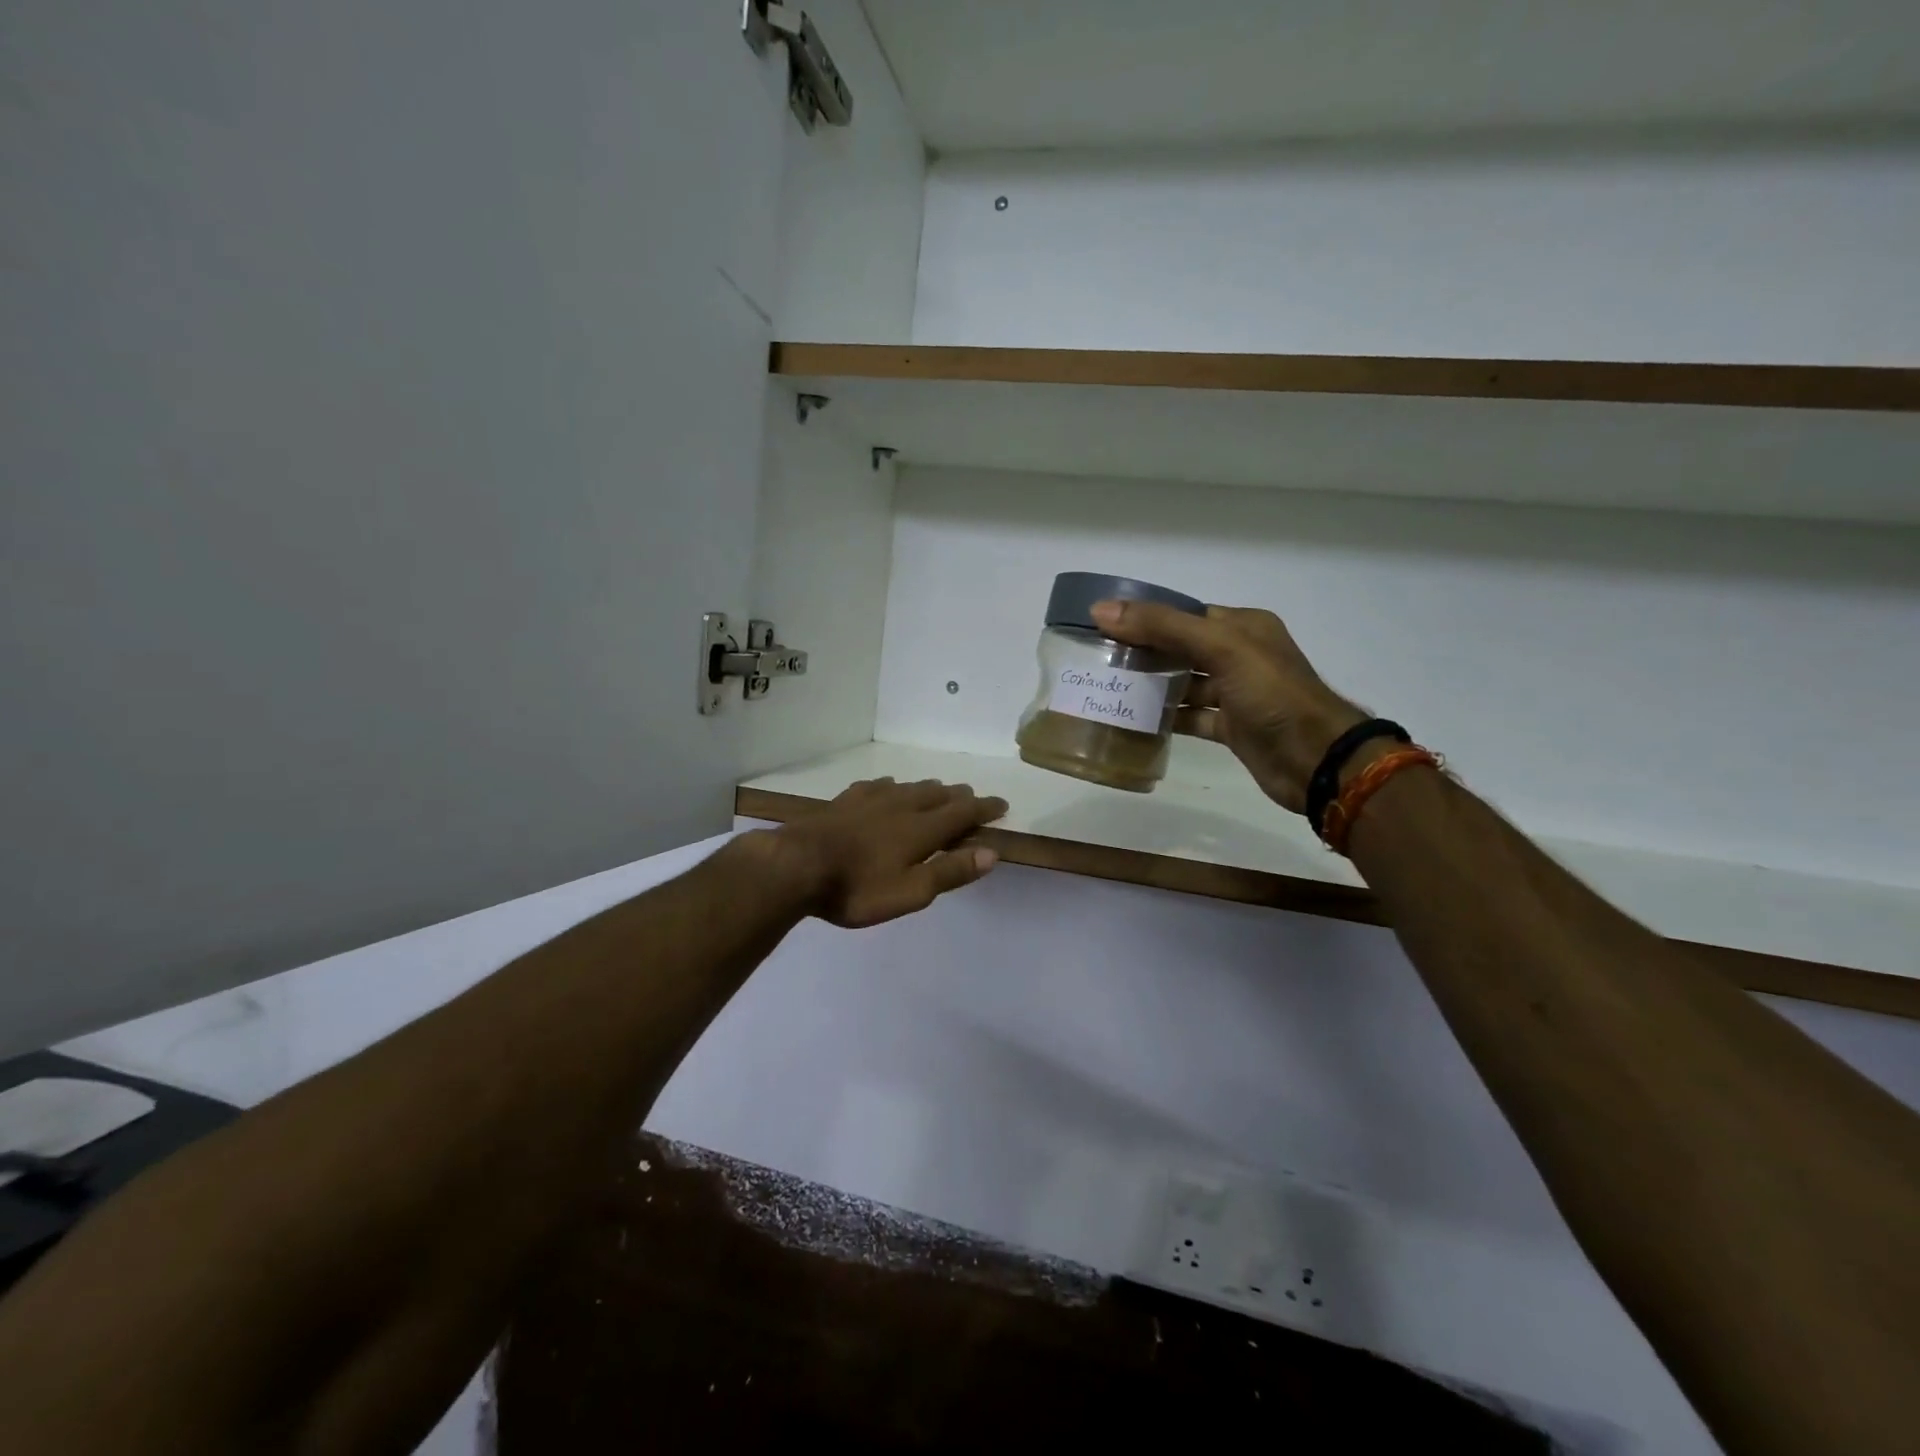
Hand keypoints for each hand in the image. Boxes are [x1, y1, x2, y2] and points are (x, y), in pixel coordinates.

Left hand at [767, 777, 1007, 927]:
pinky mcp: (845, 801)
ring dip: (929, 789)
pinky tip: (889, 786)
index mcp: (921, 829)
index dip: (984, 808)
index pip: (962, 813)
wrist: (796, 866)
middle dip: (958, 796)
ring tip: (939, 790)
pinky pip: (878, 785)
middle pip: (937, 795)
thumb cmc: (856, 888)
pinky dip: (894, 786)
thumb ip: (950, 871)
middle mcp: (900, 807)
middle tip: (971, 797)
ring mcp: (870, 800)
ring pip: (909, 787)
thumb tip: (991, 853)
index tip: (1001, 804)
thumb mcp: (909, 892)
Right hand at [1091, 600, 1363, 814]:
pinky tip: (1135, 721)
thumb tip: (1102, 610)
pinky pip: (1191, 717)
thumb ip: (1163, 627)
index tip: (1103, 625)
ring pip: (1185, 684)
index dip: (1145, 617)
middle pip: (1181, 648)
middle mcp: (1239, 655)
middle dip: (1144, 652)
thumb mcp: (1220, 648)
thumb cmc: (1272, 694)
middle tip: (1099, 658)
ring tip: (1110, 688)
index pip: (1184, 613)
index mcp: (1243, 626)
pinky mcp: (1231, 727)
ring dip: (1152, 686)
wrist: (1315, 760)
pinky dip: (1167, 718)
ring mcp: (1236, 693)